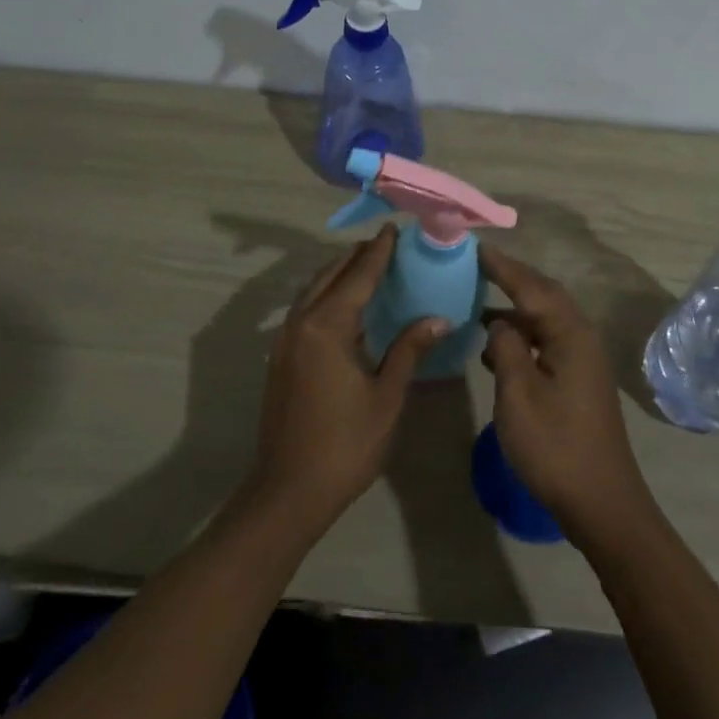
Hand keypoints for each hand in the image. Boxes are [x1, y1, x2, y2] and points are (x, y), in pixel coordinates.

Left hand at [247, 225, 448, 536]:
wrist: (288, 490)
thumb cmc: (346, 444)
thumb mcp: (386, 396)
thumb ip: (409, 349)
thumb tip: (439, 318)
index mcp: (327, 327)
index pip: (358, 276)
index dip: (378, 252)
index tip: (392, 228)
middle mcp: (301, 323)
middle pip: (330, 276)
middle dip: (356, 257)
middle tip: (383, 243)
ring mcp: (284, 340)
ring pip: (313, 291)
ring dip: (338, 274)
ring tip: (364, 266)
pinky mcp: (279, 358)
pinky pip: (304, 310)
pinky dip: (325, 295)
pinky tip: (344, 307)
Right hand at [479, 244, 654, 543]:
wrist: (601, 502)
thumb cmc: (555, 446)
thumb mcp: (518, 394)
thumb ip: (506, 347)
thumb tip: (499, 323)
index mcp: (570, 334)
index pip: (531, 286)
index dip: (502, 267)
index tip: (475, 248)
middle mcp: (581, 338)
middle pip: (543, 296)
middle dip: (511, 279)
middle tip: (476, 266)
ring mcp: (583, 360)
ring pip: (545, 320)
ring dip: (514, 309)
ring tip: (477, 302)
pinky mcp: (579, 380)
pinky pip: (547, 341)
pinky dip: (521, 336)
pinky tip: (496, 348)